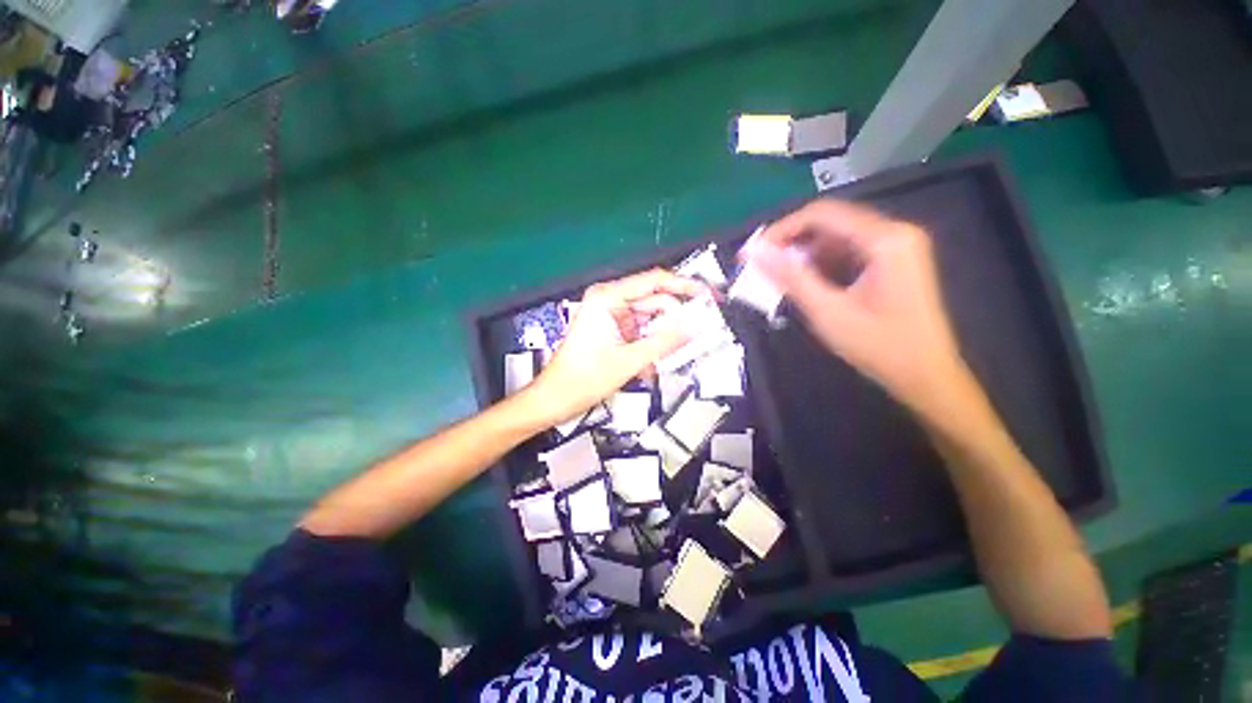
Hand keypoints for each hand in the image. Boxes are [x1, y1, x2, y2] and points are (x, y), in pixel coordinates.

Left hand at [526, 269, 705, 426]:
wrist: (555, 398)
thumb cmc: (585, 378)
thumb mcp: (630, 361)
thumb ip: (665, 342)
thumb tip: (695, 328)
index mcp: (608, 298)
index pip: (655, 281)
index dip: (685, 287)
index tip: (708, 296)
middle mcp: (609, 300)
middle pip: (653, 301)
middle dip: (675, 320)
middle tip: (698, 335)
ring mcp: (609, 315)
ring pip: (648, 319)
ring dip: (661, 337)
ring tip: (673, 356)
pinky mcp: (610, 329)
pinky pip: (638, 331)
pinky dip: (649, 345)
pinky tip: (651, 365)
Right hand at [743, 199, 971, 416]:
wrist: (926, 376)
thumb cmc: (880, 347)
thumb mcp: (828, 312)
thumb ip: (791, 278)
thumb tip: (756, 253)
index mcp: (885, 239)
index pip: (822, 214)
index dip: (781, 230)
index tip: (753, 253)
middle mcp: (894, 233)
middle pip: (830, 222)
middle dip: (791, 242)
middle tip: (761, 264)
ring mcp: (896, 246)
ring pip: (837, 236)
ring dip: (804, 253)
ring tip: (777, 276)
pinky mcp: (893, 261)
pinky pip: (848, 251)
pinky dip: (821, 263)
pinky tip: (804, 281)